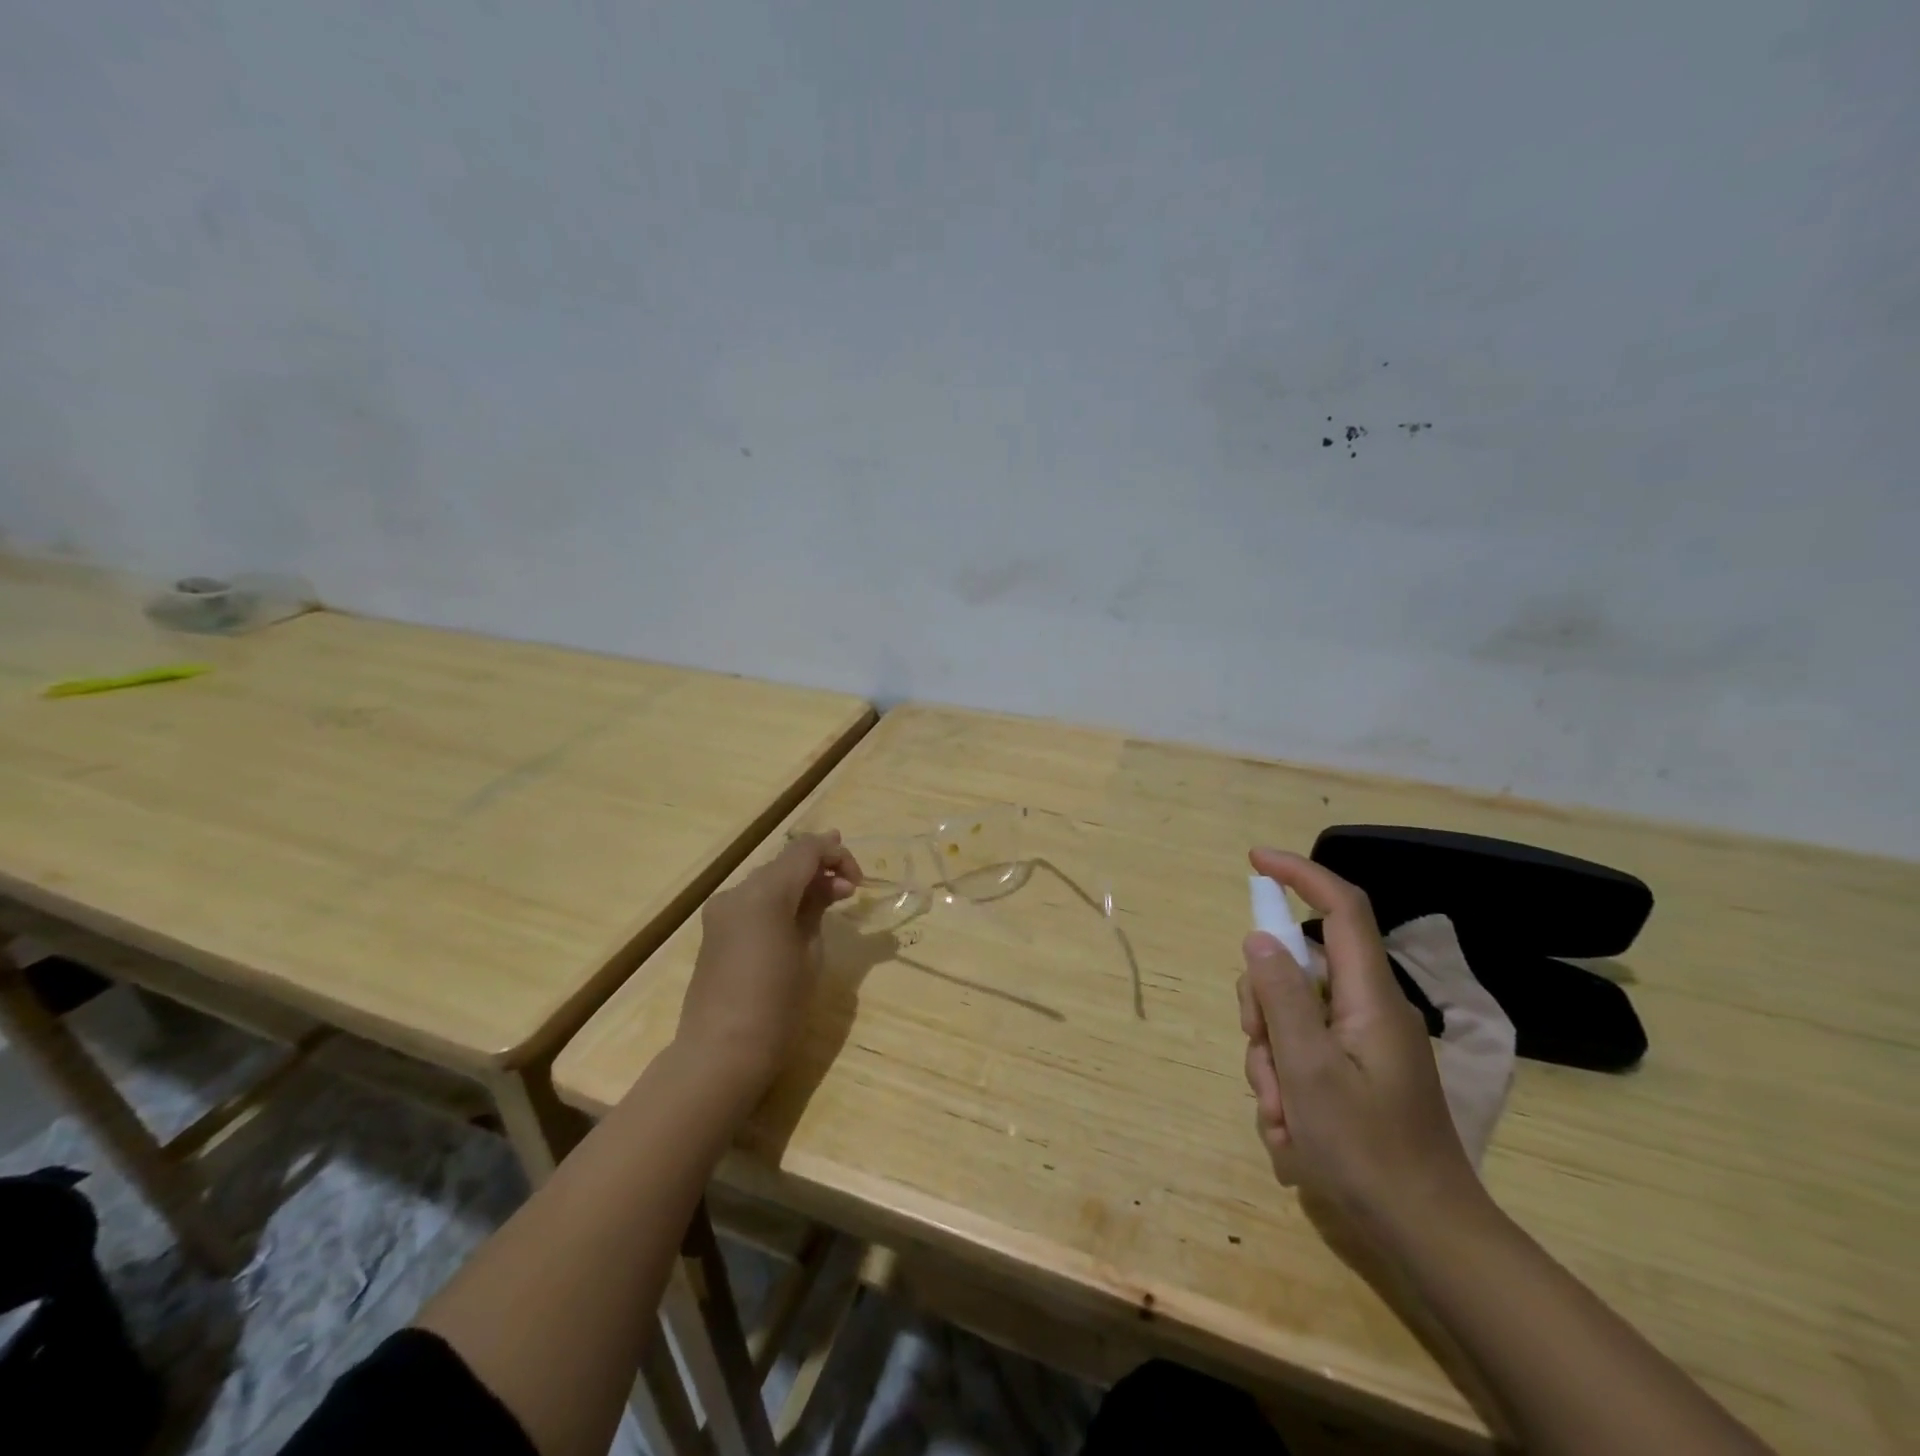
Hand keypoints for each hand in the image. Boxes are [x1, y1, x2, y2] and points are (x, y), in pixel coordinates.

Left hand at [676, 831, 860, 1100]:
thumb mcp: (810, 954)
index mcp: (764, 893)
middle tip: (850, 889)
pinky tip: (799, 918)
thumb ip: (817, 909)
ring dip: (800, 883)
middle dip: (819, 868)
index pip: (805, 850)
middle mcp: (737, 892)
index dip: (836, 855)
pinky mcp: (714, 932)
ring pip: (768, 880)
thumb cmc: (776, 1007)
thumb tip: (829, 886)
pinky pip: (753, 901)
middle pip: (784, 862)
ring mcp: (721, 912)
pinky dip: (779, 900)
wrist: (720, 1055)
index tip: (858, 882)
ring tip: (830, 901)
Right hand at [1236, 848, 1484, 1241]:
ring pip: (1290, 1016)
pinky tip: (1292, 1130)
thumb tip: (1259, 938)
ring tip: (1282, 1115)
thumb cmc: (1368, 1151)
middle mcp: (1367, 1010)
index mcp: (1369, 997)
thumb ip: (1280, 997)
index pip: (1341, 907)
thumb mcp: (1308, 1071)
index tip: (1254, 861)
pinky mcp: (1355, 1073)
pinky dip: (1286, 1084)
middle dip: (1263, 1009)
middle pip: (1297, 971)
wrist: (1428, 1235)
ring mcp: (1361, 1043)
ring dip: (1270, 1059)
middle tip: (1262, 1060)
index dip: (1300, 874)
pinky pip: (1301, 1053)